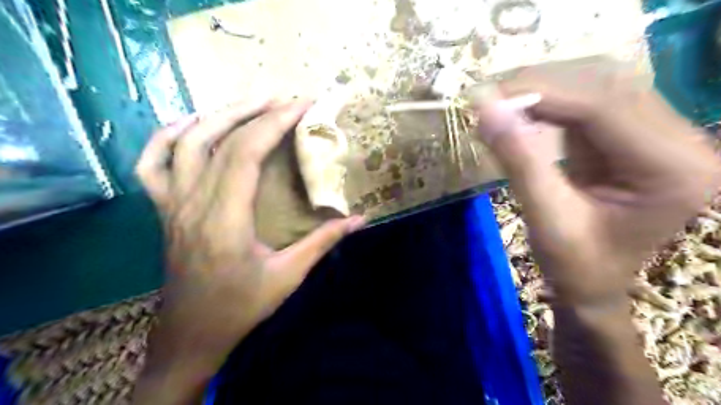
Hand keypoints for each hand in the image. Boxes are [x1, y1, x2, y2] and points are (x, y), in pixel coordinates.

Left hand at [132, 98, 362, 401]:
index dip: (275, 122)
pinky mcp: (164, 210)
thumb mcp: (289, 276)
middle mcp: (193, 203)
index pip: (246, 152)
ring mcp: (172, 204)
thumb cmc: (241, 307)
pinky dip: (167, 136)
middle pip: (218, 139)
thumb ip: (323, 242)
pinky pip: (152, 164)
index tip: (302, 105)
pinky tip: (191, 124)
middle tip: (285, 98)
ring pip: (185, 143)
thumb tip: (360, 220)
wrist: (191, 334)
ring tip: (251, 103)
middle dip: (255, 111)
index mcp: (225, 219)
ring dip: (219, 115)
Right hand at [475, 62, 720, 304]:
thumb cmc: (576, 266)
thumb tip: (485, 107)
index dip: (541, 92)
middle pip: (605, 84)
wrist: (594, 284)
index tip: (486, 95)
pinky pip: (590, 101)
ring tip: (498, 100)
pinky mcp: (633, 136)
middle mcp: (680, 141)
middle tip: (487, 96)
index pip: (603, 106)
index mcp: (670, 169)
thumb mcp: (545, 219)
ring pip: (597, 84)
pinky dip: (549, 101)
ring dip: (543, 87)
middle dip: (539, 84)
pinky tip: (520, 109)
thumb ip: (518, 160)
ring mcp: (659, 134)